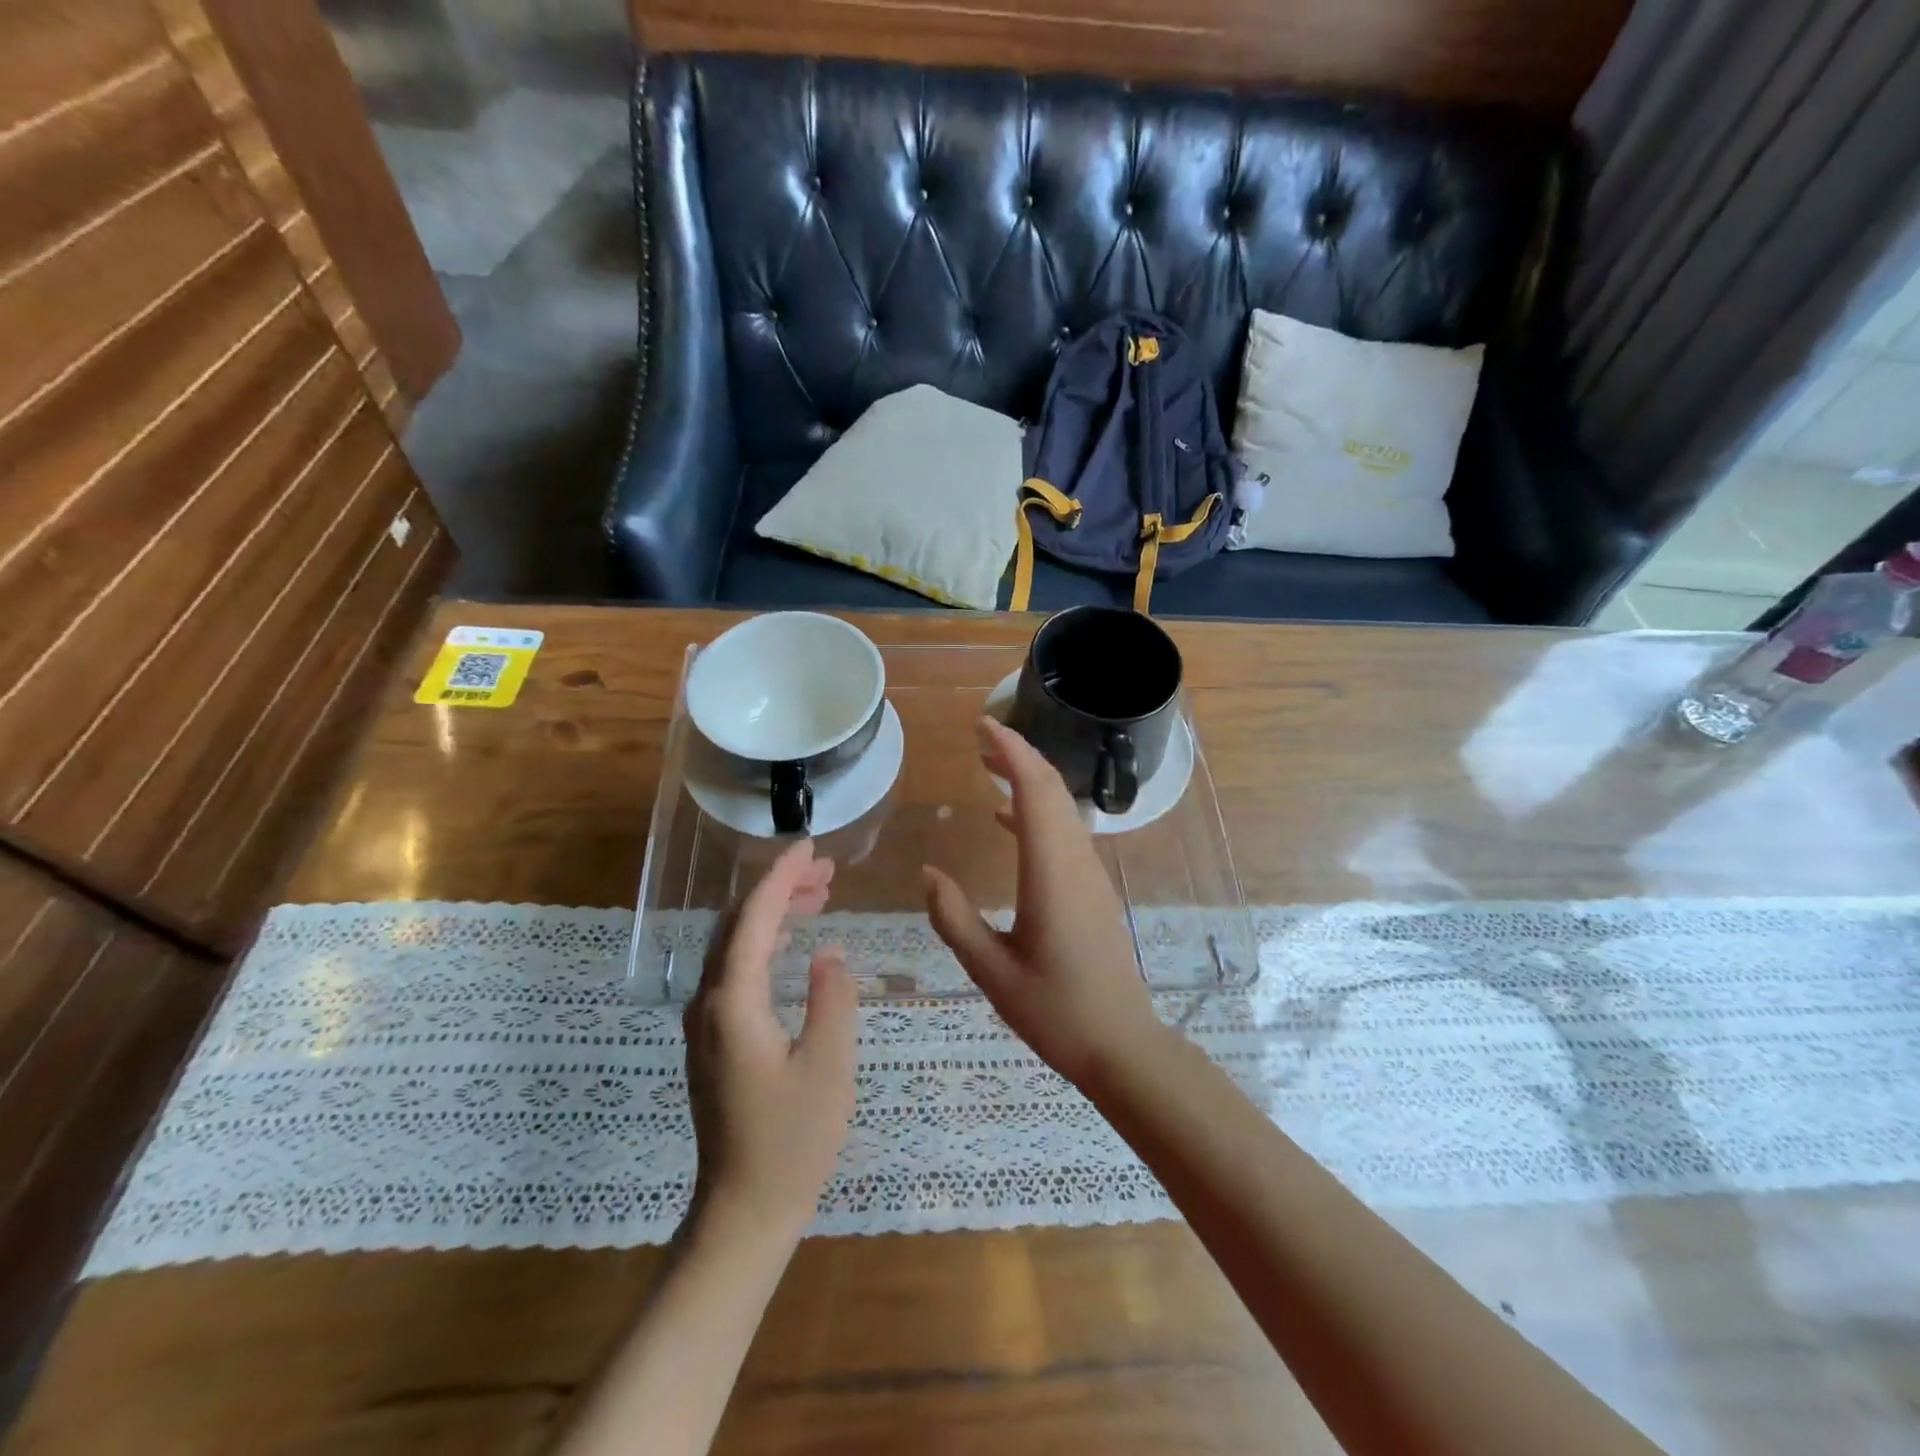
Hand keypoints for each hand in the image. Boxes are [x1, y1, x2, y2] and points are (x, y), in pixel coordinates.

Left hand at [684, 840, 857, 1245]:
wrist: (742, 1212)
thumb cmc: (791, 1142)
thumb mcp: (828, 1066)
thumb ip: (832, 999)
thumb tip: (830, 952)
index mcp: (733, 1002)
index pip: (754, 917)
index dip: (781, 876)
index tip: (811, 846)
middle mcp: (709, 1002)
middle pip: (739, 924)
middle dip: (779, 888)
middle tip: (826, 870)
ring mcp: (706, 1022)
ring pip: (735, 946)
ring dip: (774, 913)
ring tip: (819, 896)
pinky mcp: (714, 1039)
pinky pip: (736, 970)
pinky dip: (766, 943)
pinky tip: (794, 944)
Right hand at [923, 717, 1164, 1087]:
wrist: (1120, 1044)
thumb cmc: (1055, 1010)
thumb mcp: (991, 971)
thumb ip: (954, 919)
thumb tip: (928, 874)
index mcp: (1051, 872)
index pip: (1035, 791)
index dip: (1011, 752)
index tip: (983, 726)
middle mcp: (1076, 861)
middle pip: (1052, 789)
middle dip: (1018, 755)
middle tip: (980, 737)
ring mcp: (1090, 874)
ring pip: (1061, 808)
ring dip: (1028, 779)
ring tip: (989, 766)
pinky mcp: (1093, 888)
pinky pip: (1065, 832)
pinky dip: (1037, 811)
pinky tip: (1006, 820)